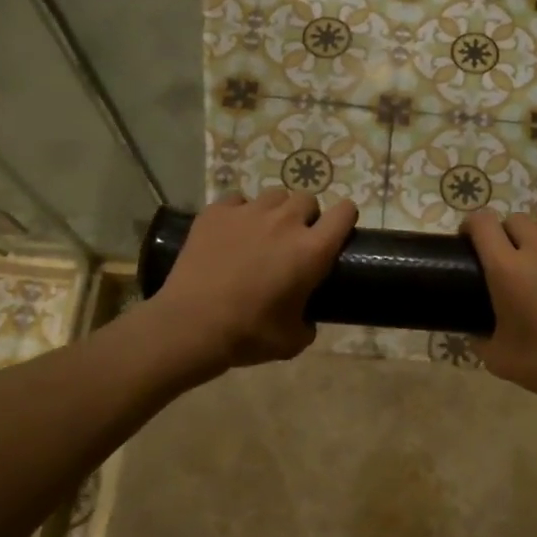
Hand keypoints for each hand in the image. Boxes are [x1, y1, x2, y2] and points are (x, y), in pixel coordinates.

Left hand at [152, 189, 356, 374]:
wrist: (191, 326)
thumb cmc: (248, 335)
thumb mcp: (292, 341)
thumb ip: (308, 323)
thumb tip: (306, 319)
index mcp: (312, 250)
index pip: (345, 212)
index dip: (345, 218)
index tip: (337, 231)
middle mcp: (285, 222)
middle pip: (307, 198)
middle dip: (306, 216)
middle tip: (293, 240)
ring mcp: (248, 212)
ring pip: (274, 195)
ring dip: (275, 211)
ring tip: (262, 233)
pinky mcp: (216, 212)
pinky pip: (237, 200)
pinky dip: (238, 212)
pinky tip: (230, 232)